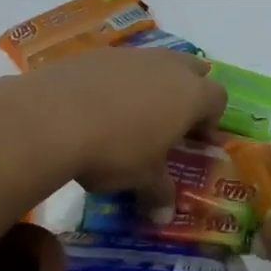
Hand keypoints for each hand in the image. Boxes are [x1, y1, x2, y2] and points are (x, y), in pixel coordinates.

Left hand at [0, 48, 226, 205]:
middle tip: (170, 122)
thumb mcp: (142, 179)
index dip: (210, 120)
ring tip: (131, 115)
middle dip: (187, 92)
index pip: (217, 99)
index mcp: (190, 94)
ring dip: (151, 84)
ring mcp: (130, 55)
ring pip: (154, 63)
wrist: (52, 117)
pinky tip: (96, 107)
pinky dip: (117, 82)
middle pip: (192, 69)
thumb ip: (159, 193)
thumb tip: (164, 216)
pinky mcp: (95, 54)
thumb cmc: (115, 150)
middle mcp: (167, 66)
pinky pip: (119, 65)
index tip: (194, 142)